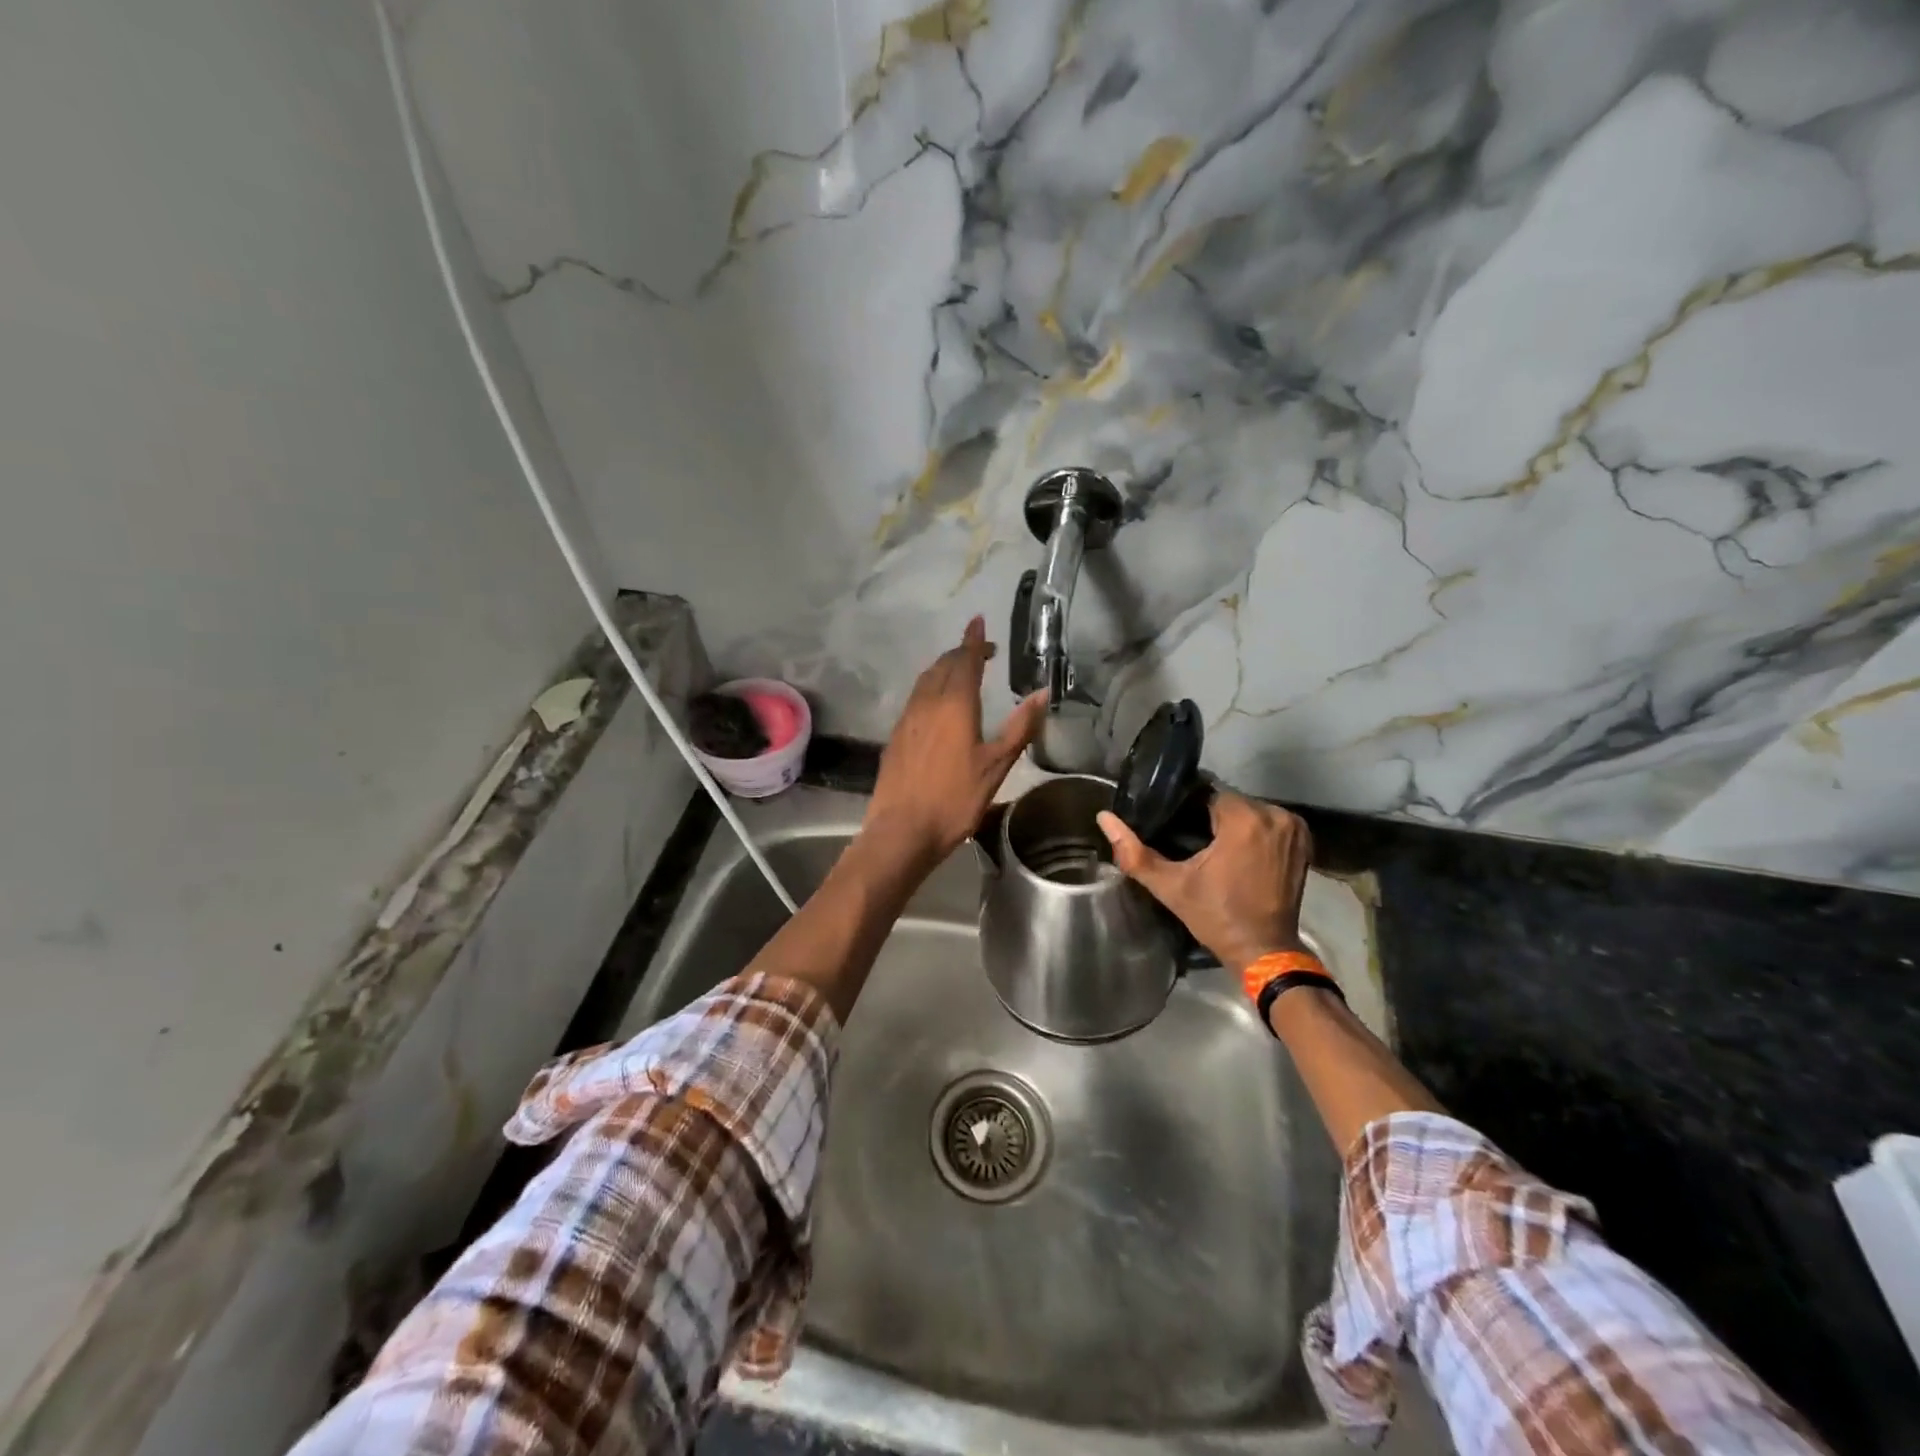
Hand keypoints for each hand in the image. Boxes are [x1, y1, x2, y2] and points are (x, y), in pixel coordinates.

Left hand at [865, 617, 1047, 868]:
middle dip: (961, 654)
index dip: (974, 640)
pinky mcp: (896, 736)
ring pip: (925, 681)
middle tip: (981, 653)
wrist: (902, 830)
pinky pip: (915, 699)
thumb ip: (1020, 728)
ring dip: (944, 669)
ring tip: (961, 672)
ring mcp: (907, 719)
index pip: (965, 661)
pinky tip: (937, 705)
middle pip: (942, 666)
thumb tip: (1043, 693)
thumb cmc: (955, 799)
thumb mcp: (997, 766)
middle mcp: (926, 703)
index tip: (978, 621)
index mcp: (954, 704)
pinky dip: (930, 689)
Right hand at [1096, 792, 1311, 973]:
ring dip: (1233, 824)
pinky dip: (1254, 832)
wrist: (1264, 950)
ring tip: (1212, 847)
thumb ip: (1134, 852)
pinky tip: (1238, 852)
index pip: (1208, 793)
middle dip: (1210, 817)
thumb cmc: (1215, 916)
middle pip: (1230, 801)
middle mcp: (1274, 815)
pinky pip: (1269, 822)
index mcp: (1244, 819)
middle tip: (1190, 841)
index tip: (1175, 827)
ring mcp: (1294, 828)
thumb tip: (1104, 818)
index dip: (1187, 809)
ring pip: (1250, 810)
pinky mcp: (1303, 841)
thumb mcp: (1170, 885)